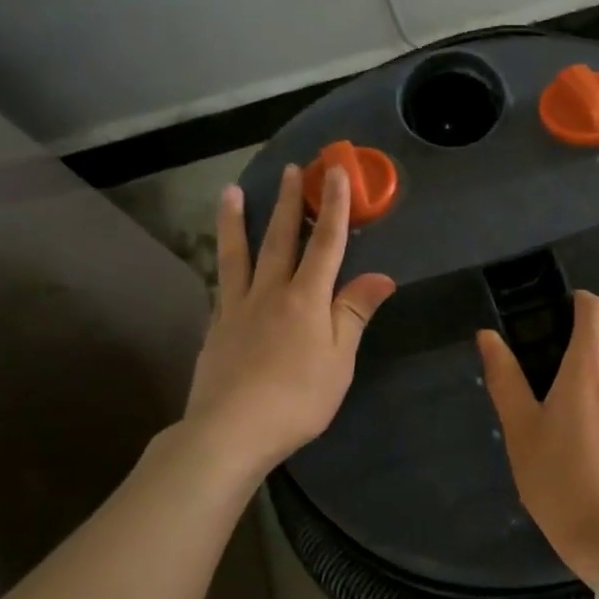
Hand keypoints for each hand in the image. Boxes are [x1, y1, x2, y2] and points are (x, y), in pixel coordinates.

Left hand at [185, 163, 395, 472]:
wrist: (232, 429)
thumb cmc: (298, 398)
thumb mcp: (339, 359)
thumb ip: (354, 313)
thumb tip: (382, 277)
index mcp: (307, 298)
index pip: (326, 243)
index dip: (334, 206)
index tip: (336, 172)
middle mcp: (271, 292)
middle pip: (282, 239)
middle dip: (291, 202)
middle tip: (291, 169)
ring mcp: (238, 307)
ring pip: (239, 254)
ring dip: (237, 221)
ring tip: (231, 192)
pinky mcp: (216, 326)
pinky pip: (222, 284)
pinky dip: (223, 264)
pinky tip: (222, 259)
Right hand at [477, 292, 598, 585]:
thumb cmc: (560, 482)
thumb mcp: (521, 432)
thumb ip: (505, 378)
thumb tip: (488, 336)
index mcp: (591, 369)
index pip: (597, 310)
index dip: (578, 305)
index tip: (558, 319)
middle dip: (575, 364)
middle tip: (546, 400)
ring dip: (595, 395)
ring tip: (571, 437)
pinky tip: (598, 458)